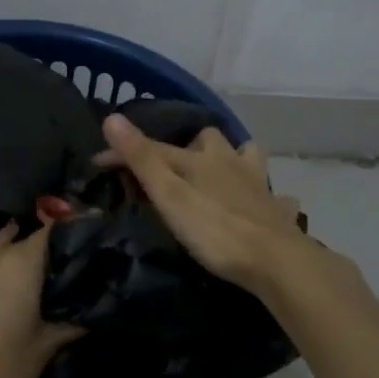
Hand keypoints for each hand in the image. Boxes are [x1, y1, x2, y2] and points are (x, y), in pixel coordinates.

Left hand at [0, 222, 82, 377]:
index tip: (85, 243)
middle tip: (59, 271)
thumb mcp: (43, 349)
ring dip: (12, 259)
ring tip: (30, 283)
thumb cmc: (0, 374)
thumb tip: (91, 313)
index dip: (70, 232)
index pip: (51, 230)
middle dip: (41, 249)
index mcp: (19, 263)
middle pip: (22, 237)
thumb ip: (69, 324)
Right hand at [97, 113, 312, 293]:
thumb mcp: (169, 195)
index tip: (98, 162)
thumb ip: (142, 159)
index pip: (155, 148)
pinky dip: (269, 199)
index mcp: (202, 159)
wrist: (275, 261)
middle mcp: (232, 163)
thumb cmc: (215, 230)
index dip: (125, 152)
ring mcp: (259, 186)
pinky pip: (277, 198)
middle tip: (178, 167)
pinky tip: (264, 209)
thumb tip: (112, 116)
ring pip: (249, 158)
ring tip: (222, 177)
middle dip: (195, 146)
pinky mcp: (279, 212)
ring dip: (236, 161)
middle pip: (212, 140)